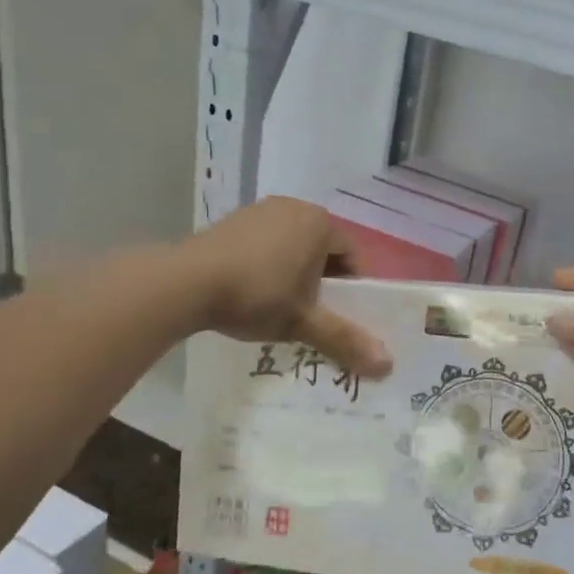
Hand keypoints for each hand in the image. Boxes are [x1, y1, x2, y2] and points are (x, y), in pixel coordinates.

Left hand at [183, 198, 390, 376]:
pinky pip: (265, 244)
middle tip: (312, 315)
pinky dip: (267, 266)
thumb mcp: (303, 322)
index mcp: (320, 223)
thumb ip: (345, 340)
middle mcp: (294, 208)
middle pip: (322, 250)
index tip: (339, 316)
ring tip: (280, 307)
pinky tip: (250, 292)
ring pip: (292, 247)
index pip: (352, 256)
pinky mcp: (233, 221)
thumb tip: (388, 366)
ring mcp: (260, 210)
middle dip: (322, 282)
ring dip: (294, 274)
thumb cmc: (257, 296)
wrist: (185, 282)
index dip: (351, 289)